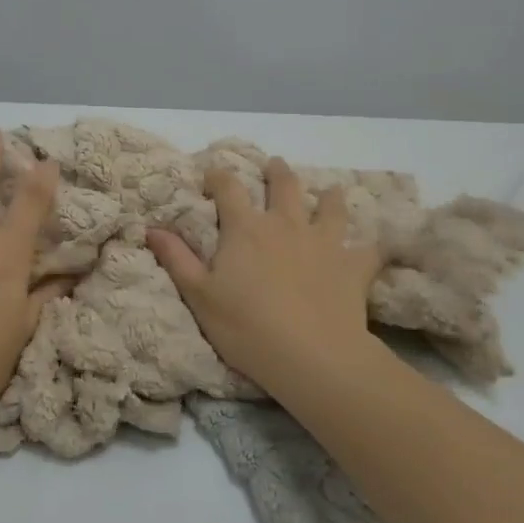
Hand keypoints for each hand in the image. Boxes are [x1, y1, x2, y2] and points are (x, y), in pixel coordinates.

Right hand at [146, 157, 383, 390]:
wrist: (312, 357)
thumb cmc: (246, 327)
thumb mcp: (199, 296)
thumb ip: (177, 259)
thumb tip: (152, 227)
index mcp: (245, 229)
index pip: (228, 188)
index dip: (218, 176)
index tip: (212, 174)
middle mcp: (285, 224)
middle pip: (284, 186)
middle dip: (278, 172)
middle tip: (275, 165)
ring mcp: (324, 242)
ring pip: (330, 207)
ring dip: (328, 197)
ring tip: (329, 192)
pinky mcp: (353, 266)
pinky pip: (367, 249)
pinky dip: (368, 246)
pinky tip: (371, 247)